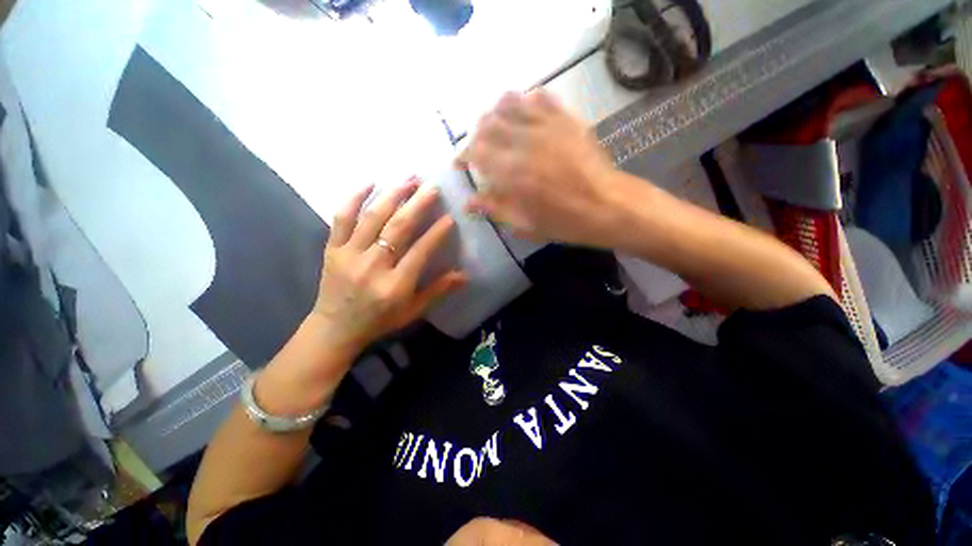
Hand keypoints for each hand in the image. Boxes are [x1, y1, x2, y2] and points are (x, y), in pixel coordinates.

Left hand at [312, 178, 467, 355]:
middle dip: (417, 205)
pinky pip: (341, 218)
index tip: (449, 217)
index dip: (436, 233)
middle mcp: (373, 266)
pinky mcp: (333, 249)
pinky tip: (369, 182)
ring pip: (373, 218)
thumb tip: (466, 276)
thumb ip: (438, 291)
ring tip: (409, 179)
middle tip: (432, 187)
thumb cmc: (380, 320)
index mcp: (395, 285)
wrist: (335, 329)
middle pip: (398, 228)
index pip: (420, 252)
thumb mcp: (413, 311)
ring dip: (393, 195)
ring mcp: (349, 254)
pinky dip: (353, 198)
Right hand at [457, 91, 626, 247]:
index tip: (460, 164)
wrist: (609, 206)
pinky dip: (525, 100)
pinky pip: (541, 97)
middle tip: (477, 148)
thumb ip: (494, 208)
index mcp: (512, 171)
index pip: (475, 151)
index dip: (462, 155)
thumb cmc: (565, 222)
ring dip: (495, 113)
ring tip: (495, 127)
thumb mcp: (525, 224)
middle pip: (487, 123)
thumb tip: (467, 202)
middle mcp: (524, 141)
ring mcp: (547, 125)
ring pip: (510, 103)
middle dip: (476, 134)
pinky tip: (524, 112)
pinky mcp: (566, 119)